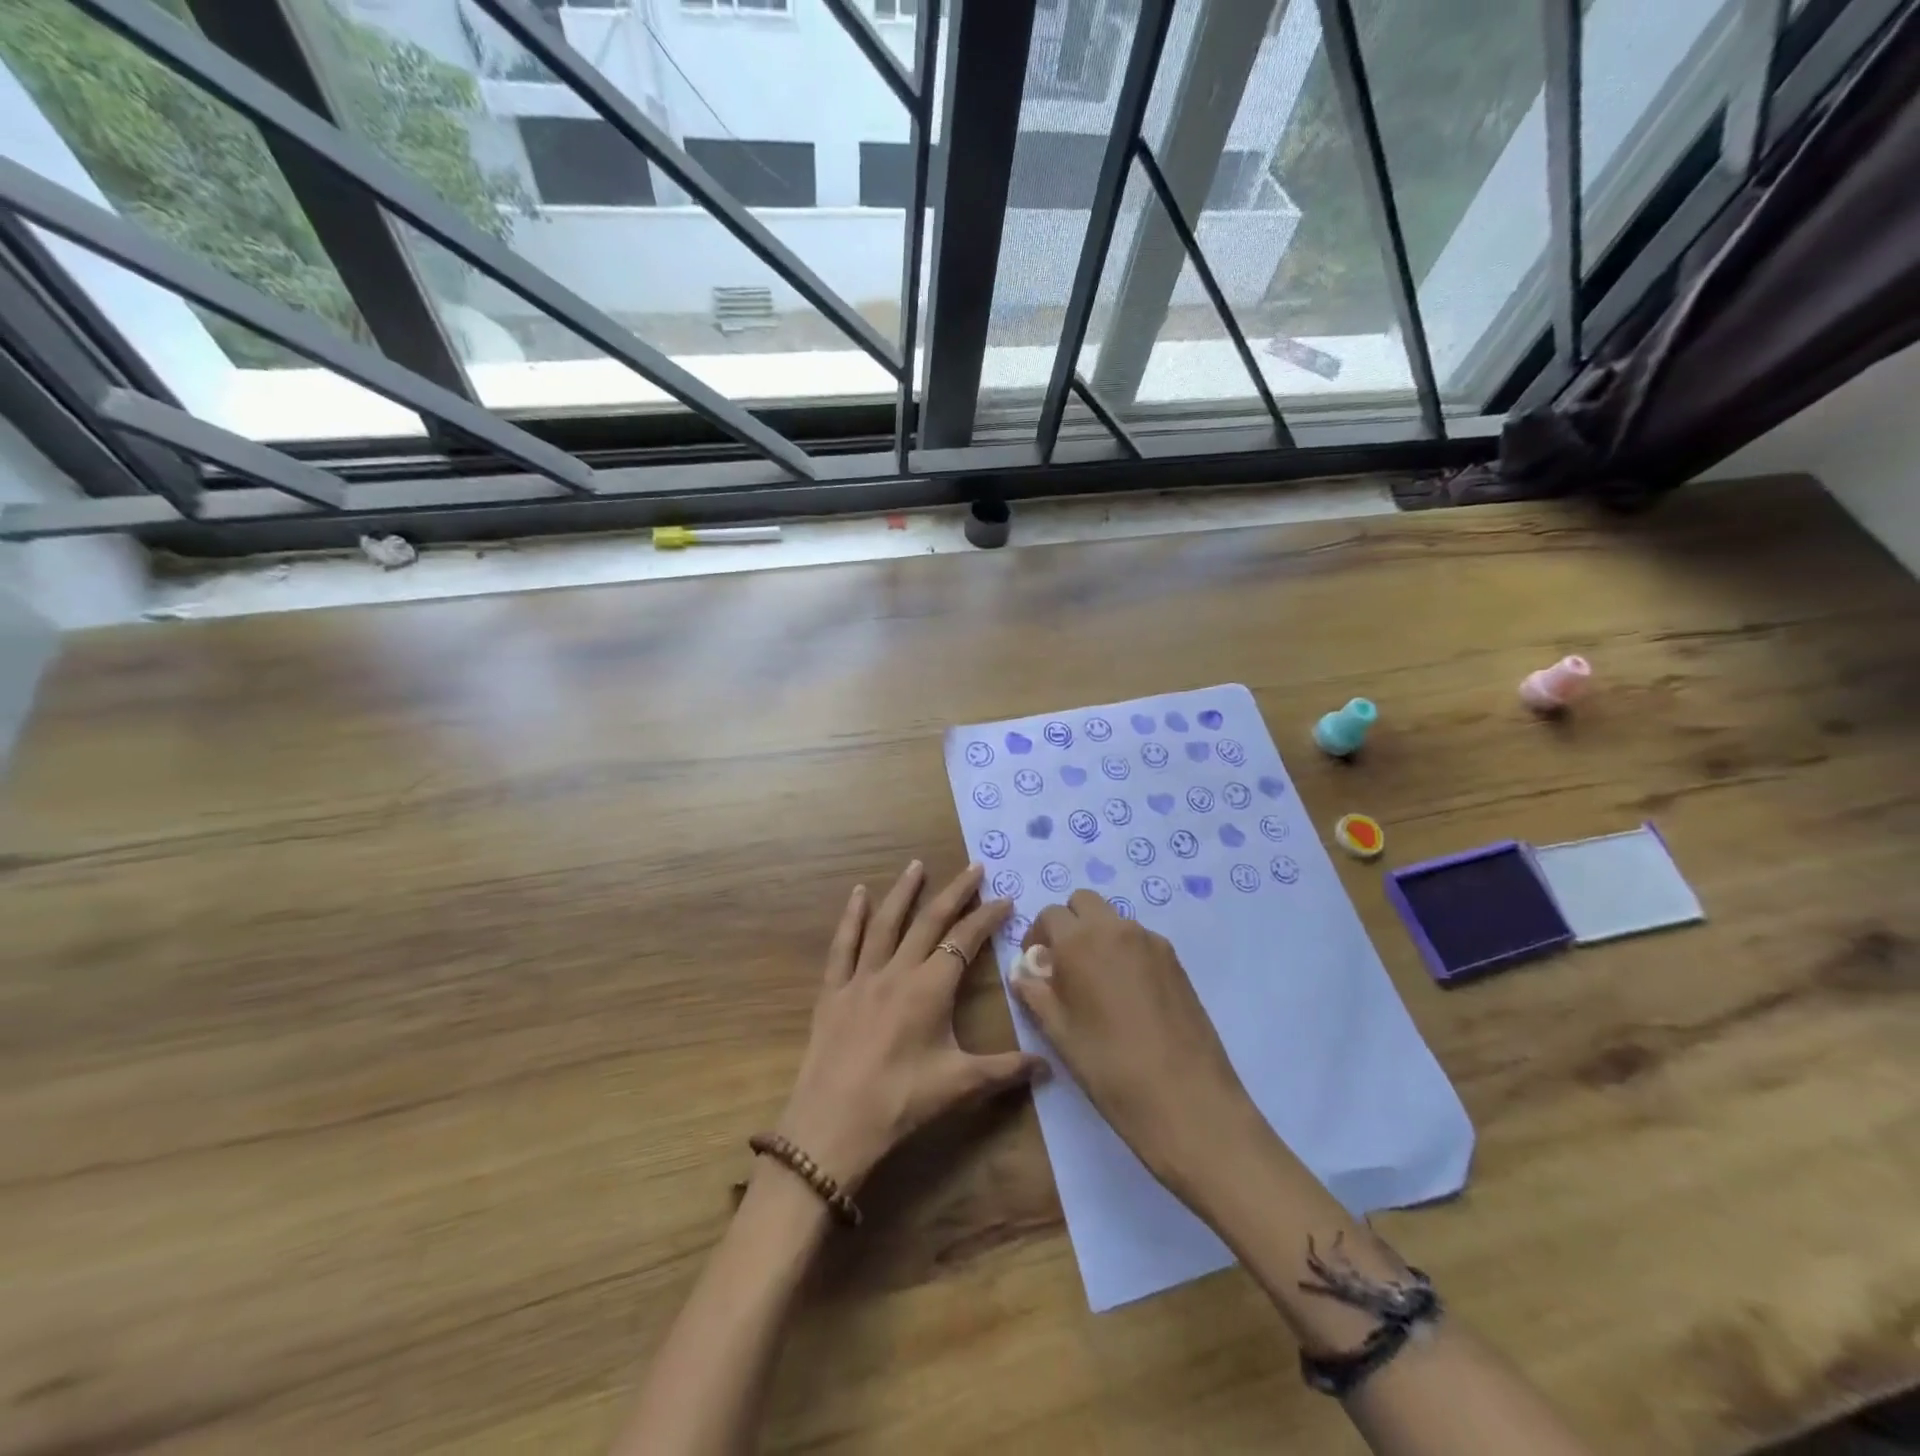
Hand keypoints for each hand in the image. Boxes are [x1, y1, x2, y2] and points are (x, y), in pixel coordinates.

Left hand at [775, 861, 1048, 1190]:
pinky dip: (852, 917)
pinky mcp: (834, 990)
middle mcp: (897, 971)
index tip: (1004, 898)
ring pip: (886, 923)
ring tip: (917, 865)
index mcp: (930, 988)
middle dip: (955, 892)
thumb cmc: (901, 1102)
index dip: (986, 917)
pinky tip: (858, 894)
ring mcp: (862, 977)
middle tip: (973, 867)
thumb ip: (1006, 1070)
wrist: (833, 1124)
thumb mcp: (960, 1085)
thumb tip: (1049, 1066)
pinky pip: (843, 945)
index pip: (964, 941)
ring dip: (904, 892)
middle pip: (930, 921)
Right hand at [1011, 892, 1261, 1195]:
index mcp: (1079, 941)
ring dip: (1098, 936)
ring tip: (1099, 984)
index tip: (1038, 967)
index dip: (1037, 936)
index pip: (1049, 914)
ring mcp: (1151, 942)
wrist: (1187, 1100)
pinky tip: (1129, 997)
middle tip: (1066, 966)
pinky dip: (1125, 952)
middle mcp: (1115, 929)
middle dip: (1069, 924)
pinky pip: (1140, 940)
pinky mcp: (1176, 961)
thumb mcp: (1060, 1034)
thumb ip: (1036, 995)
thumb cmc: (1110, 1068)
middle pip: (1084, 902)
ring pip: (1114, 920)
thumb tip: (1024, 973)